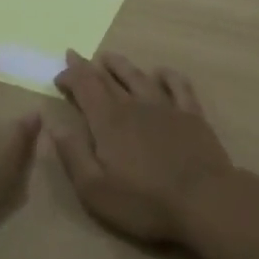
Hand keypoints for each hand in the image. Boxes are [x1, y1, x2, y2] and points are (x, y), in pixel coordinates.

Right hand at [52, 50, 237, 247]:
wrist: (205, 201)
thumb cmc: (145, 201)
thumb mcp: (95, 188)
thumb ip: (72, 154)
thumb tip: (54, 124)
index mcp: (108, 121)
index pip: (85, 87)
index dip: (70, 76)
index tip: (58, 75)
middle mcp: (135, 105)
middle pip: (108, 79)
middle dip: (88, 67)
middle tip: (75, 56)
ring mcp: (166, 107)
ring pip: (139, 77)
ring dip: (121, 65)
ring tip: (108, 57)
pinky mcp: (192, 115)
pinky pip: (178, 86)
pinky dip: (166, 75)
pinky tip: (160, 72)